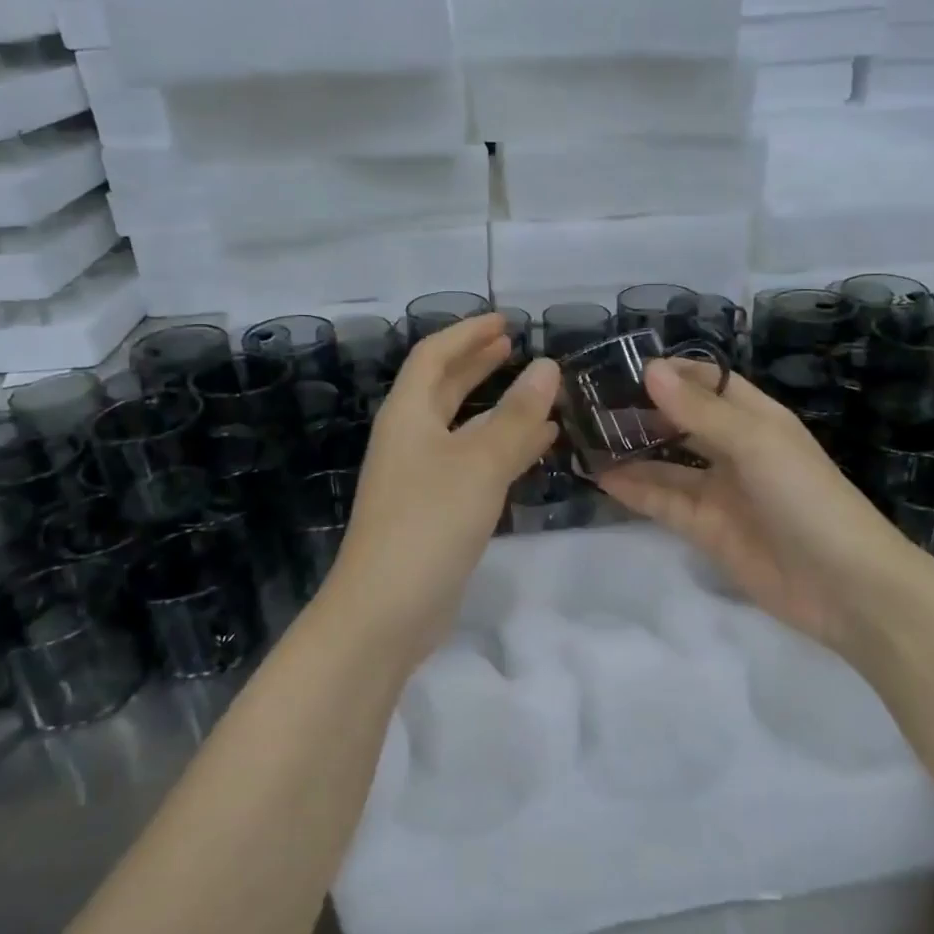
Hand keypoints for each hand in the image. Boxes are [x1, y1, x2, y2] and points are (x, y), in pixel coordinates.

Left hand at [324, 314, 559, 666]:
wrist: (385, 612)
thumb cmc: (428, 523)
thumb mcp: (479, 463)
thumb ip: (515, 415)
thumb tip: (547, 367)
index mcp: (408, 416)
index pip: (433, 356)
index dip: (467, 333)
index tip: (506, 321)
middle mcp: (410, 439)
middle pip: (443, 387)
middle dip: (478, 364)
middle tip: (515, 346)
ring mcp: (420, 477)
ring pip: (462, 427)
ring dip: (496, 407)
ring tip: (537, 393)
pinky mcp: (435, 511)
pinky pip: (473, 463)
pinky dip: (503, 448)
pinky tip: (536, 447)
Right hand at [597, 360, 910, 651]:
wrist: (845, 587)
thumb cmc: (807, 498)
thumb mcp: (756, 443)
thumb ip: (700, 411)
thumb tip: (651, 370)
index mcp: (755, 418)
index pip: (707, 381)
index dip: (669, 372)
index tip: (618, 366)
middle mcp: (734, 449)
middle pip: (681, 421)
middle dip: (641, 411)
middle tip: (589, 403)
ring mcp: (719, 491)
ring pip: (667, 463)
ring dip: (631, 451)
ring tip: (584, 437)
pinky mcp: (706, 529)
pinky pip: (664, 502)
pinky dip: (635, 490)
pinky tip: (601, 477)